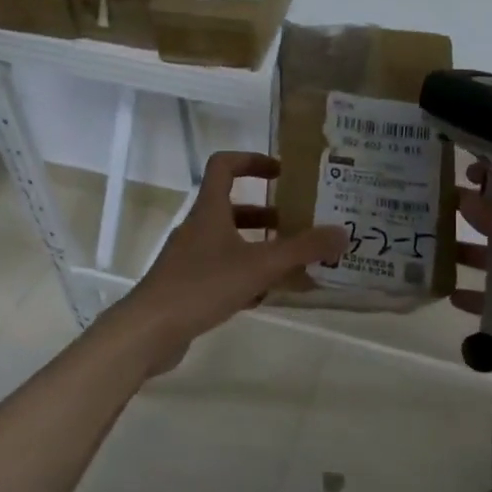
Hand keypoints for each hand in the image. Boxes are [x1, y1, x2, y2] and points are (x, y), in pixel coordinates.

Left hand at [118, 151, 345, 371]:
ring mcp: (189, 258)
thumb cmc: (202, 285)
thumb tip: (343, 233)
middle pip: (232, 208)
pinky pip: (222, 271)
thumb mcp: (260, 265)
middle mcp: (197, 228)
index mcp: (209, 210)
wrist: (149, 330)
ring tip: (290, 261)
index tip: (282, 172)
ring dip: (258, 246)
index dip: (252, 161)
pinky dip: (245, 276)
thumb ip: (302, 249)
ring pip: (229, 242)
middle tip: (298, 224)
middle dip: (267, 214)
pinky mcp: (187, 286)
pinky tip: (265, 295)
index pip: (225, 166)